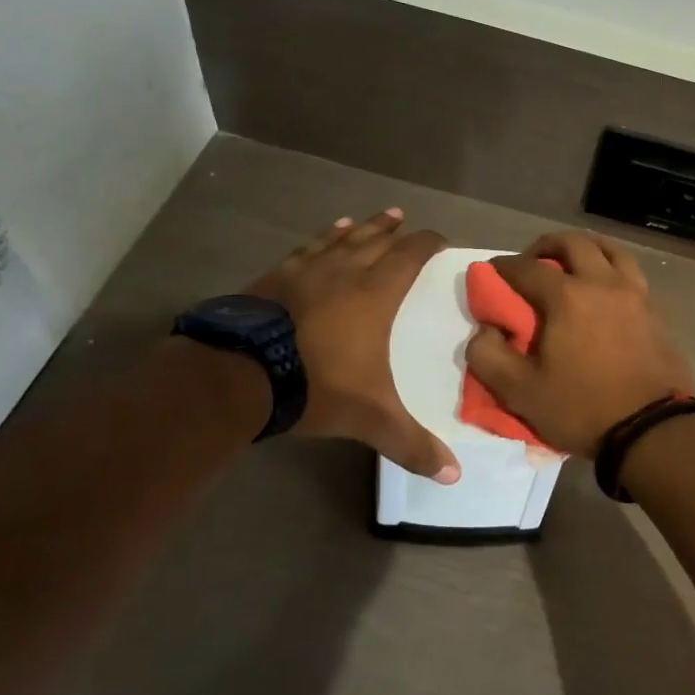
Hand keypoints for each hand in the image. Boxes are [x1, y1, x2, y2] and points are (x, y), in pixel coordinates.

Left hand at [250, 210, 461, 482]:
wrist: (240, 375)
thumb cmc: (317, 384)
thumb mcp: (370, 417)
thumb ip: (411, 443)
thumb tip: (454, 476)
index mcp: (374, 293)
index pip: (409, 257)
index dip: (426, 244)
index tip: (439, 239)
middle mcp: (343, 272)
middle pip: (374, 240)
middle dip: (392, 230)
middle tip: (403, 218)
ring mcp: (305, 271)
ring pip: (339, 240)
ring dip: (358, 228)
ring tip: (368, 219)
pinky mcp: (273, 278)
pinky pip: (305, 250)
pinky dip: (320, 241)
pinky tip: (321, 239)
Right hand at [465, 231, 694, 459]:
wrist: (651, 430)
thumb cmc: (581, 408)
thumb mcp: (520, 392)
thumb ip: (488, 356)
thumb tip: (485, 329)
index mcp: (567, 297)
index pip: (527, 267)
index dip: (503, 267)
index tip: (491, 273)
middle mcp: (602, 283)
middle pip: (573, 242)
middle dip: (546, 245)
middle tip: (532, 262)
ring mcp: (634, 293)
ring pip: (610, 249)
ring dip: (585, 248)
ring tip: (571, 264)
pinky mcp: (654, 310)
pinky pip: (630, 271)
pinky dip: (611, 266)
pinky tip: (604, 287)